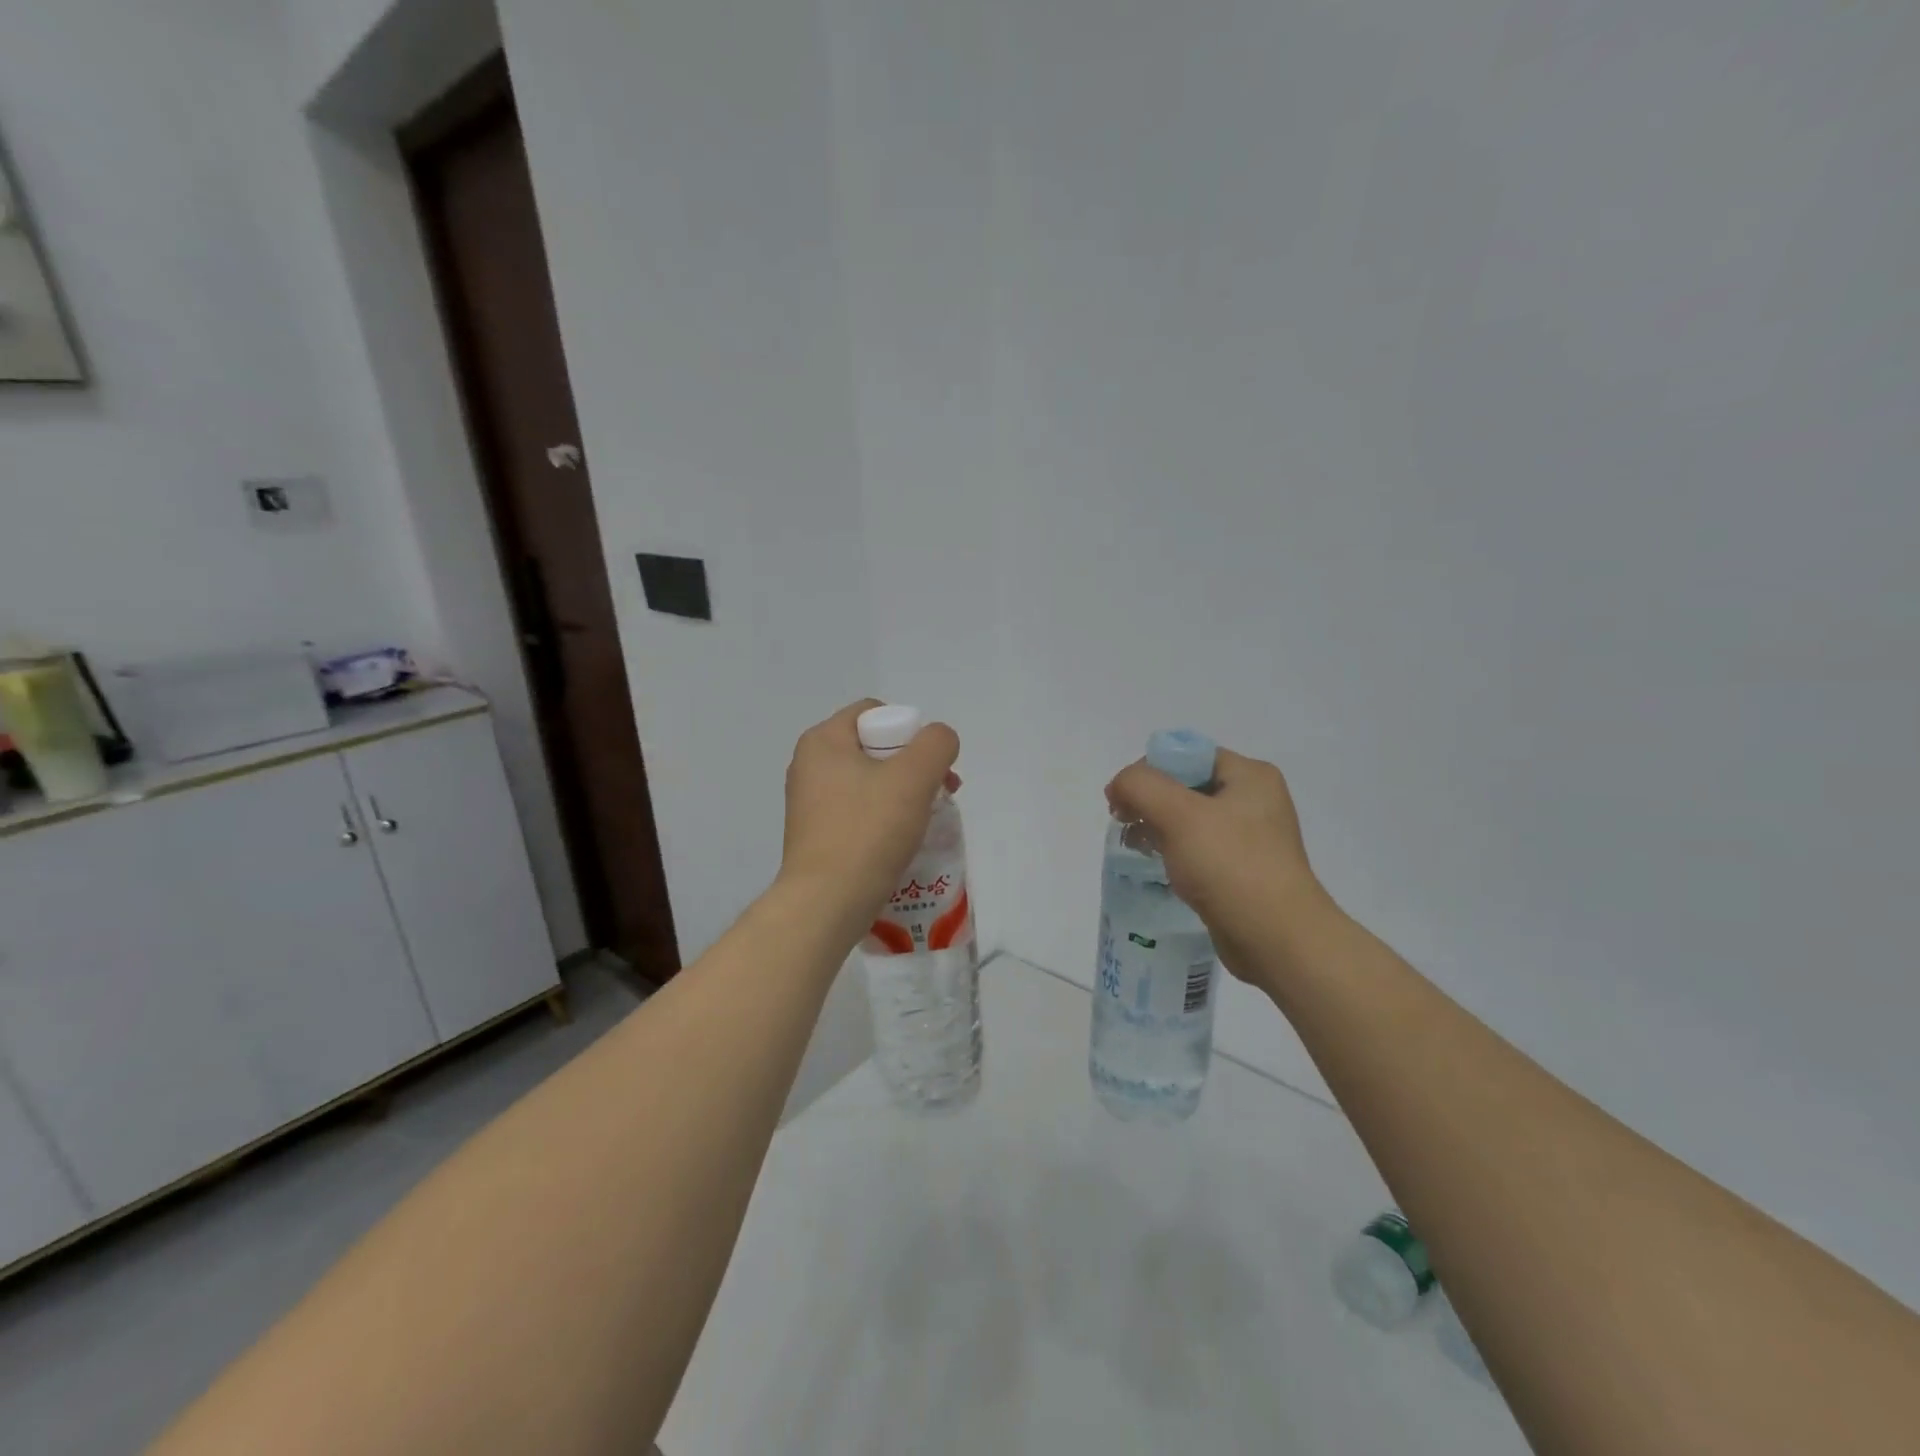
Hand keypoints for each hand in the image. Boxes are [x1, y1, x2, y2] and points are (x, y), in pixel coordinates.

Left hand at [779, 700, 960, 932]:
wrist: (826, 903)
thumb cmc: (867, 831)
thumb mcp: (913, 777)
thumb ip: (936, 744)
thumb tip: (939, 741)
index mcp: (822, 741)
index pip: (874, 712)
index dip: (910, 730)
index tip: (929, 766)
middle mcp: (809, 765)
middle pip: (875, 748)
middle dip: (913, 766)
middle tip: (940, 793)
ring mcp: (810, 803)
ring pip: (870, 782)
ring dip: (904, 795)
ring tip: (927, 820)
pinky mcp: (817, 835)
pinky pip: (859, 812)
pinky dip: (884, 820)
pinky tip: (902, 841)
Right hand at [1105, 747, 1329, 984]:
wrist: (1277, 940)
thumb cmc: (1230, 866)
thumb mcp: (1179, 815)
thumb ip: (1141, 786)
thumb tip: (1119, 786)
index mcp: (1250, 776)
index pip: (1187, 755)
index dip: (1148, 769)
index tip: (1121, 799)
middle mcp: (1254, 801)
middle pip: (1186, 785)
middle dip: (1149, 800)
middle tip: (1124, 823)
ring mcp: (1250, 838)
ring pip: (1189, 819)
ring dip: (1157, 827)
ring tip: (1136, 847)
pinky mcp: (1241, 871)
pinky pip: (1198, 849)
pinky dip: (1173, 853)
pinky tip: (1159, 868)